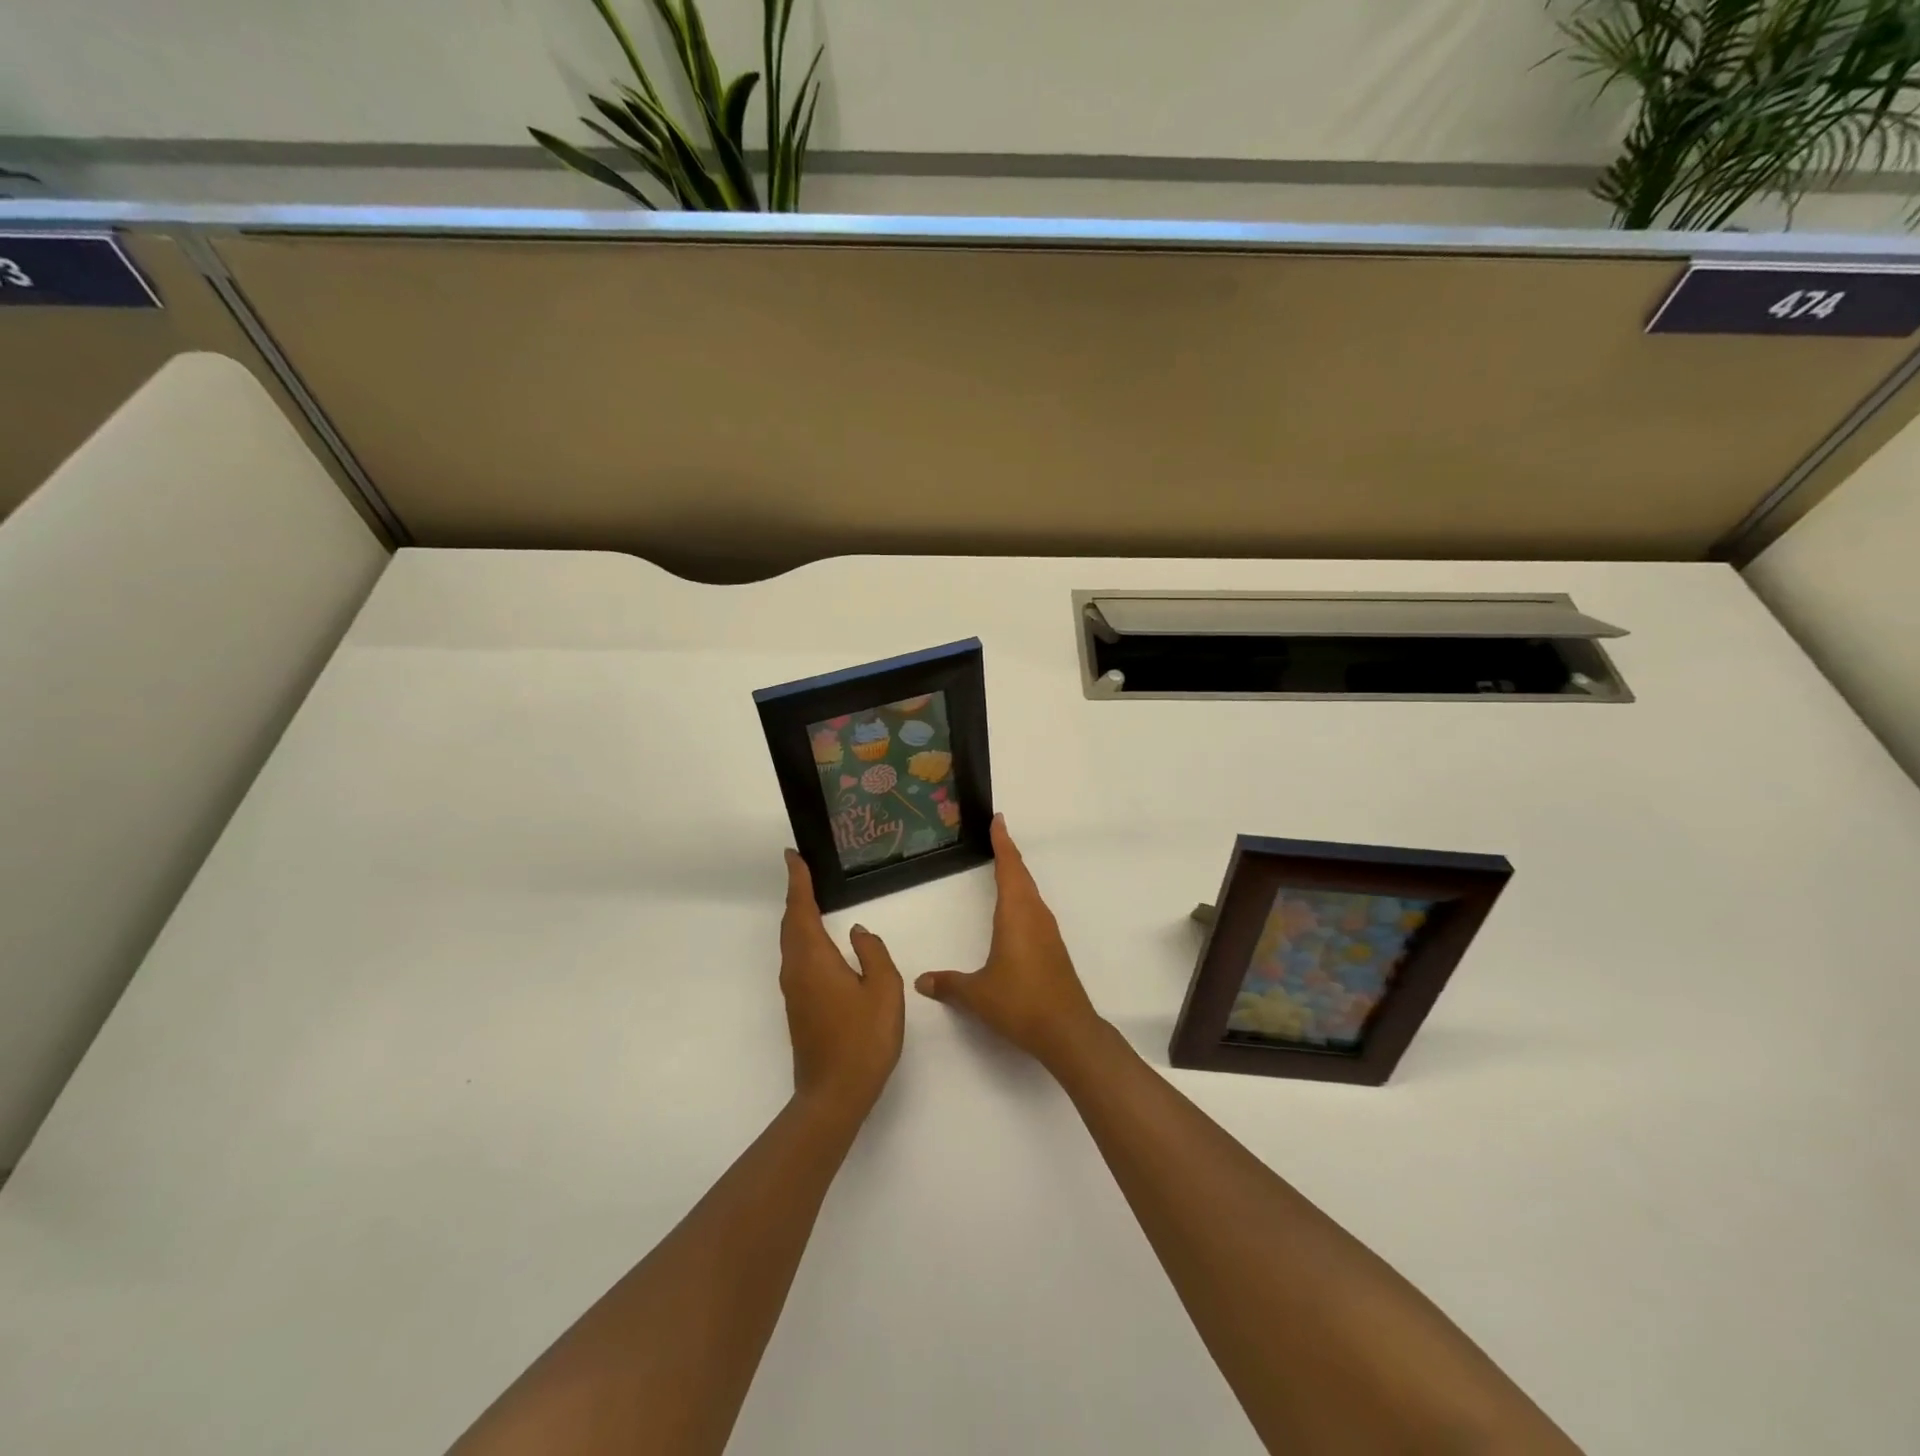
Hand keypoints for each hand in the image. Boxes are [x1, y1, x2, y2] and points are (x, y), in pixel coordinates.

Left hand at [779, 850, 904, 1117]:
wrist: (834, 1094)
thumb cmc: (863, 1039)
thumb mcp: (883, 990)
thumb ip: (873, 954)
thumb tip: (858, 932)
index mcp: (814, 959)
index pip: (800, 909)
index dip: (797, 881)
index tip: (792, 856)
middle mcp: (796, 970)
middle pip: (790, 923)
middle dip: (795, 894)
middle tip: (802, 870)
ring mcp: (794, 990)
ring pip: (791, 942)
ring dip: (797, 916)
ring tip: (810, 897)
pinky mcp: (798, 1007)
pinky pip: (796, 958)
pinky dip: (802, 937)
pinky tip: (819, 942)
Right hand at [915, 816, 1103, 1066]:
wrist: (1067, 1030)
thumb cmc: (1020, 1002)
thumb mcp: (976, 994)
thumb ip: (948, 984)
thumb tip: (922, 980)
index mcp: (1016, 914)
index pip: (1009, 868)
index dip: (1002, 843)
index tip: (998, 820)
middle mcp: (1035, 916)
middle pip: (1022, 876)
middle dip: (1009, 854)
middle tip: (997, 835)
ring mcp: (1048, 932)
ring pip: (1031, 893)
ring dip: (1018, 876)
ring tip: (1004, 866)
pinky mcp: (1054, 948)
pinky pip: (1035, 910)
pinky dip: (1023, 897)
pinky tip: (1016, 910)